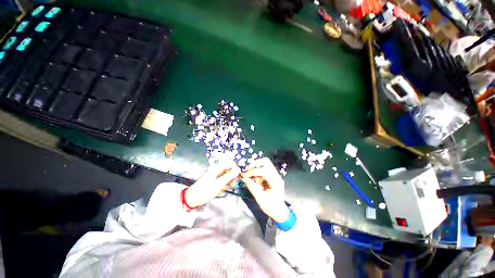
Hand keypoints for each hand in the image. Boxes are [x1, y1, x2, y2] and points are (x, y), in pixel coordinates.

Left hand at [185, 160, 240, 207]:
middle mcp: (216, 170)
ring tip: (232, 186)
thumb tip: (238, 169)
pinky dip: (226, 182)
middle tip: (236, 182)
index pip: (229, 163)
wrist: (192, 199)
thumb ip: (229, 176)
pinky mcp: (214, 181)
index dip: (235, 168)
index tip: (239, 175)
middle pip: (228, 169)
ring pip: (226, 174)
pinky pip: (222, 179)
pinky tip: (226, 187)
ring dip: (230, 179)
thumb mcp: (219, 184)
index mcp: (216, 168)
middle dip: (233, 174)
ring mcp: (215, 175)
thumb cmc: (205, 191)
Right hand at [241, 158, 288, 222]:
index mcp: (275, 181)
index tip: (245, 175)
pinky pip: (264, 169)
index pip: (264, 171)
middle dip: (255, 164)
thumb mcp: (260, 198)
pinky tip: (254, 178)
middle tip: (247, 169)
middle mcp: (276, 175)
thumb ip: (252, 187)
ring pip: (265, 164)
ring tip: (250, 175)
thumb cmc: (271, 207)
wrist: (279, 212)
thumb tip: (244, 178)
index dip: (253, 171)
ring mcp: (275, 175)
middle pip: (266, 162)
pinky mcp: (272, 176)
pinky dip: (257, 171)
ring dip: (256, 167)